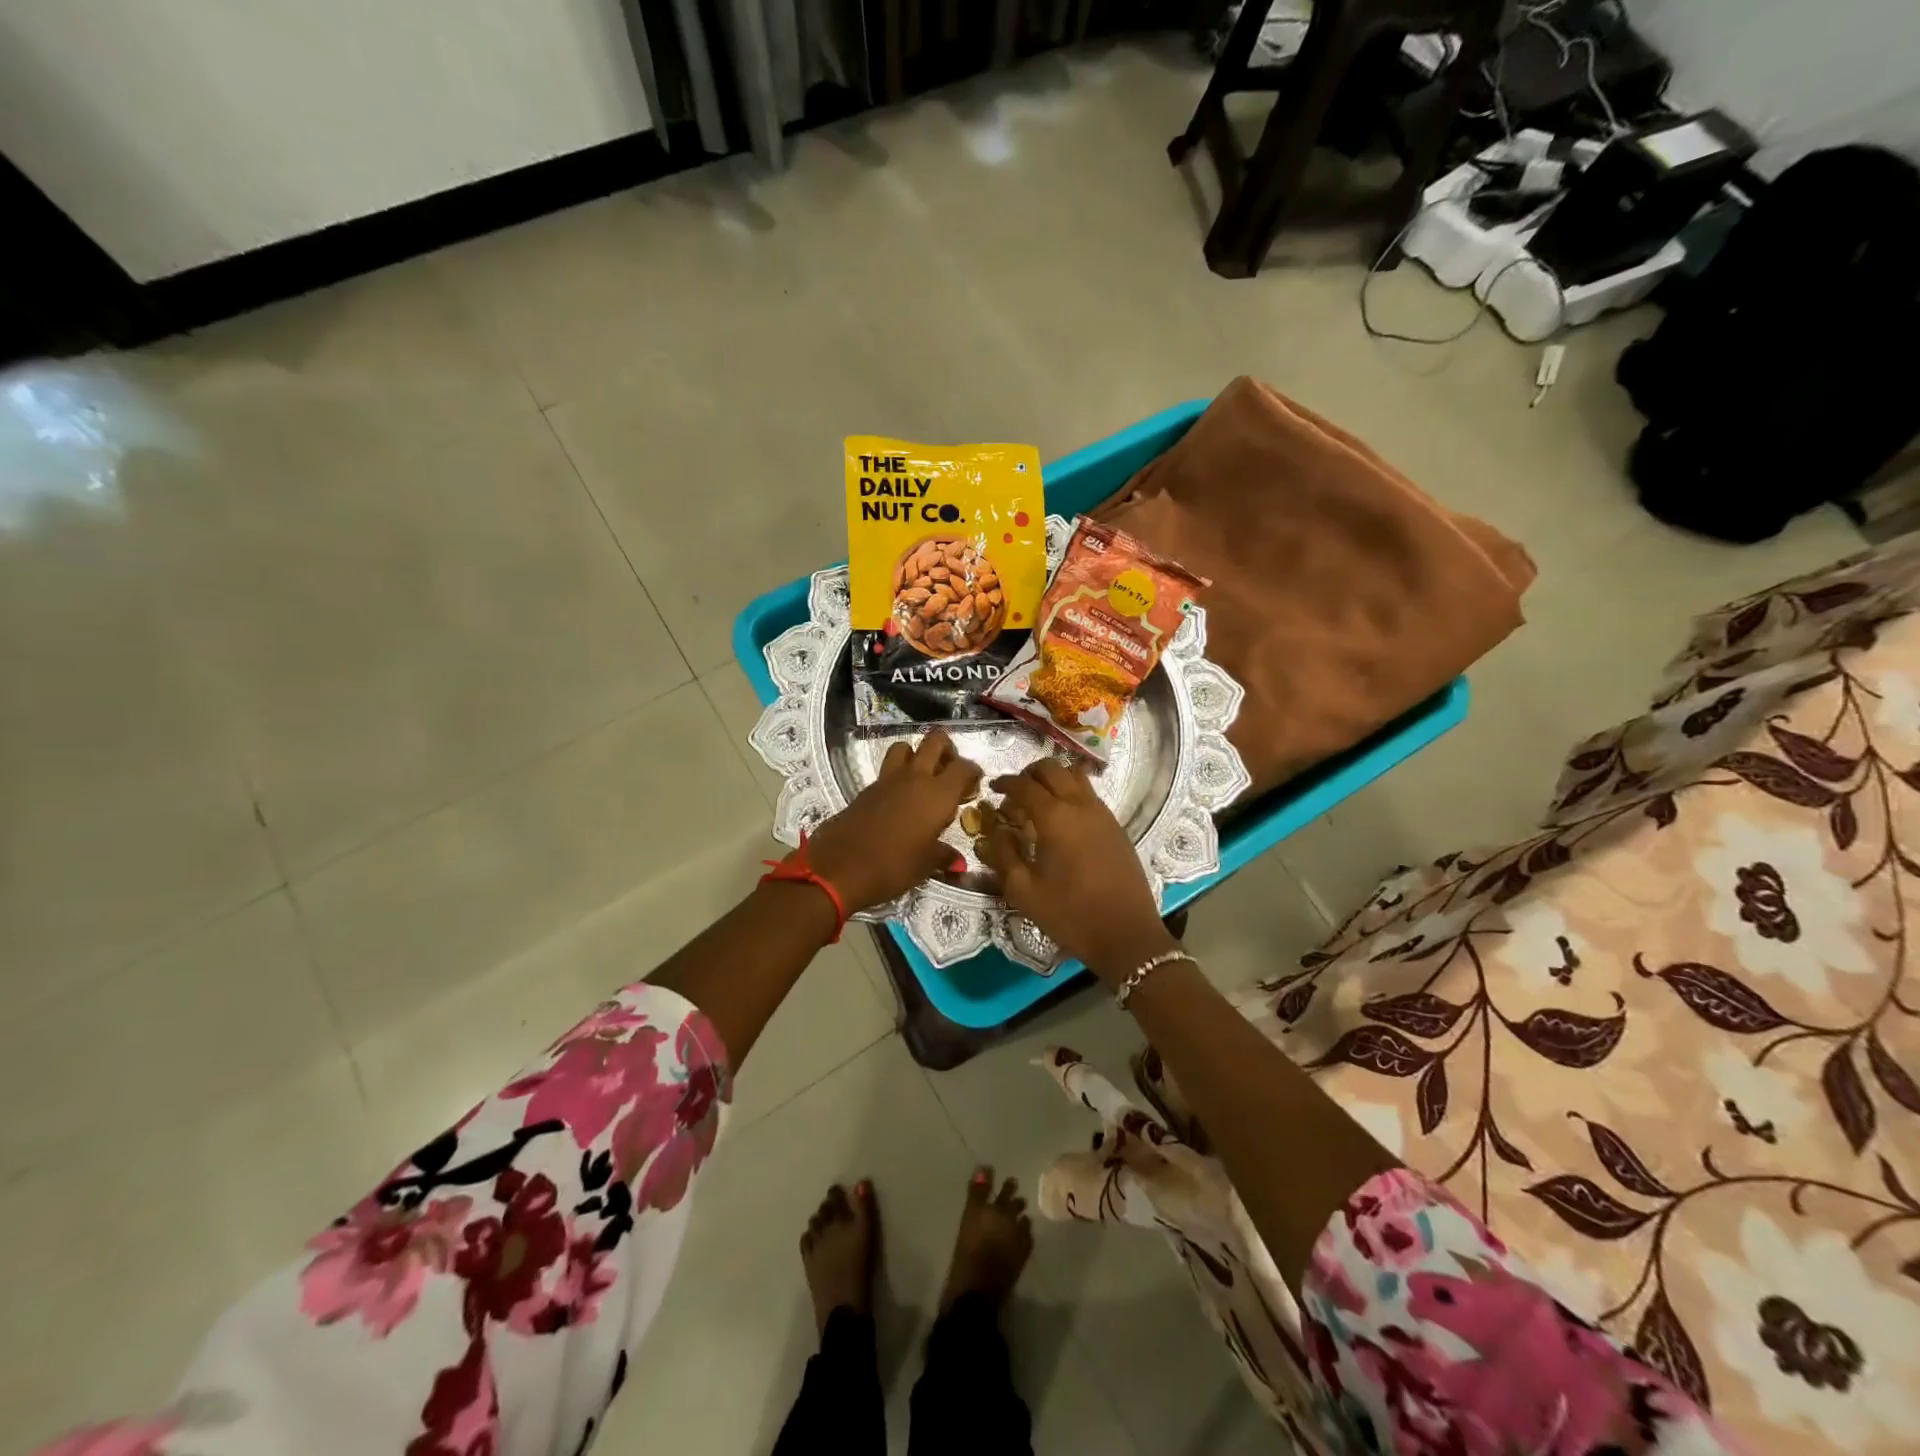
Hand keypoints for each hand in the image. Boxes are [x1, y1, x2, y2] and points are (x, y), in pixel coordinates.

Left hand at [807, 730, 982, 913]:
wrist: (840, 868)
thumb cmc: (893, 866)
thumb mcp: (925, 865)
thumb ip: (943, 856)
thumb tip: (957, 862)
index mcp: (937, 794)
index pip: (963, 766)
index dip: (972, 771)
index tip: (974, 783)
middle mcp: (914, 778)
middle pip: (934, 741)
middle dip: (946, 749)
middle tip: (949, 770)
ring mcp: (887, 780)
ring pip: (904, 747)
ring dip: (915, 755)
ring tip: (922, 778)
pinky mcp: (866, 789)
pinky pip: (887, 771)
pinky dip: (897, 776)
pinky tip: (899, 800)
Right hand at [975, 760, 1176, 982]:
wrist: (1125, 933)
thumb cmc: (1070, 914)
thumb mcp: (1024, 891)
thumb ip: (1003, 855)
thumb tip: (995, 831)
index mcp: (1054, 817)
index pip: (1024, 785)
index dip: (1005, 782)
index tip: (993, 788)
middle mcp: (1080, 806)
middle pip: (1053, 769)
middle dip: (1030, 773)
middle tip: (1016, 791)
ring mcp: (1102, 814)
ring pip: (1076, 776)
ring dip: (1054, 779)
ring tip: (1040, 800)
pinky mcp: (1116, 826)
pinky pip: (1090, 794)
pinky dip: (1072, 792)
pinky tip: (1064, 819)